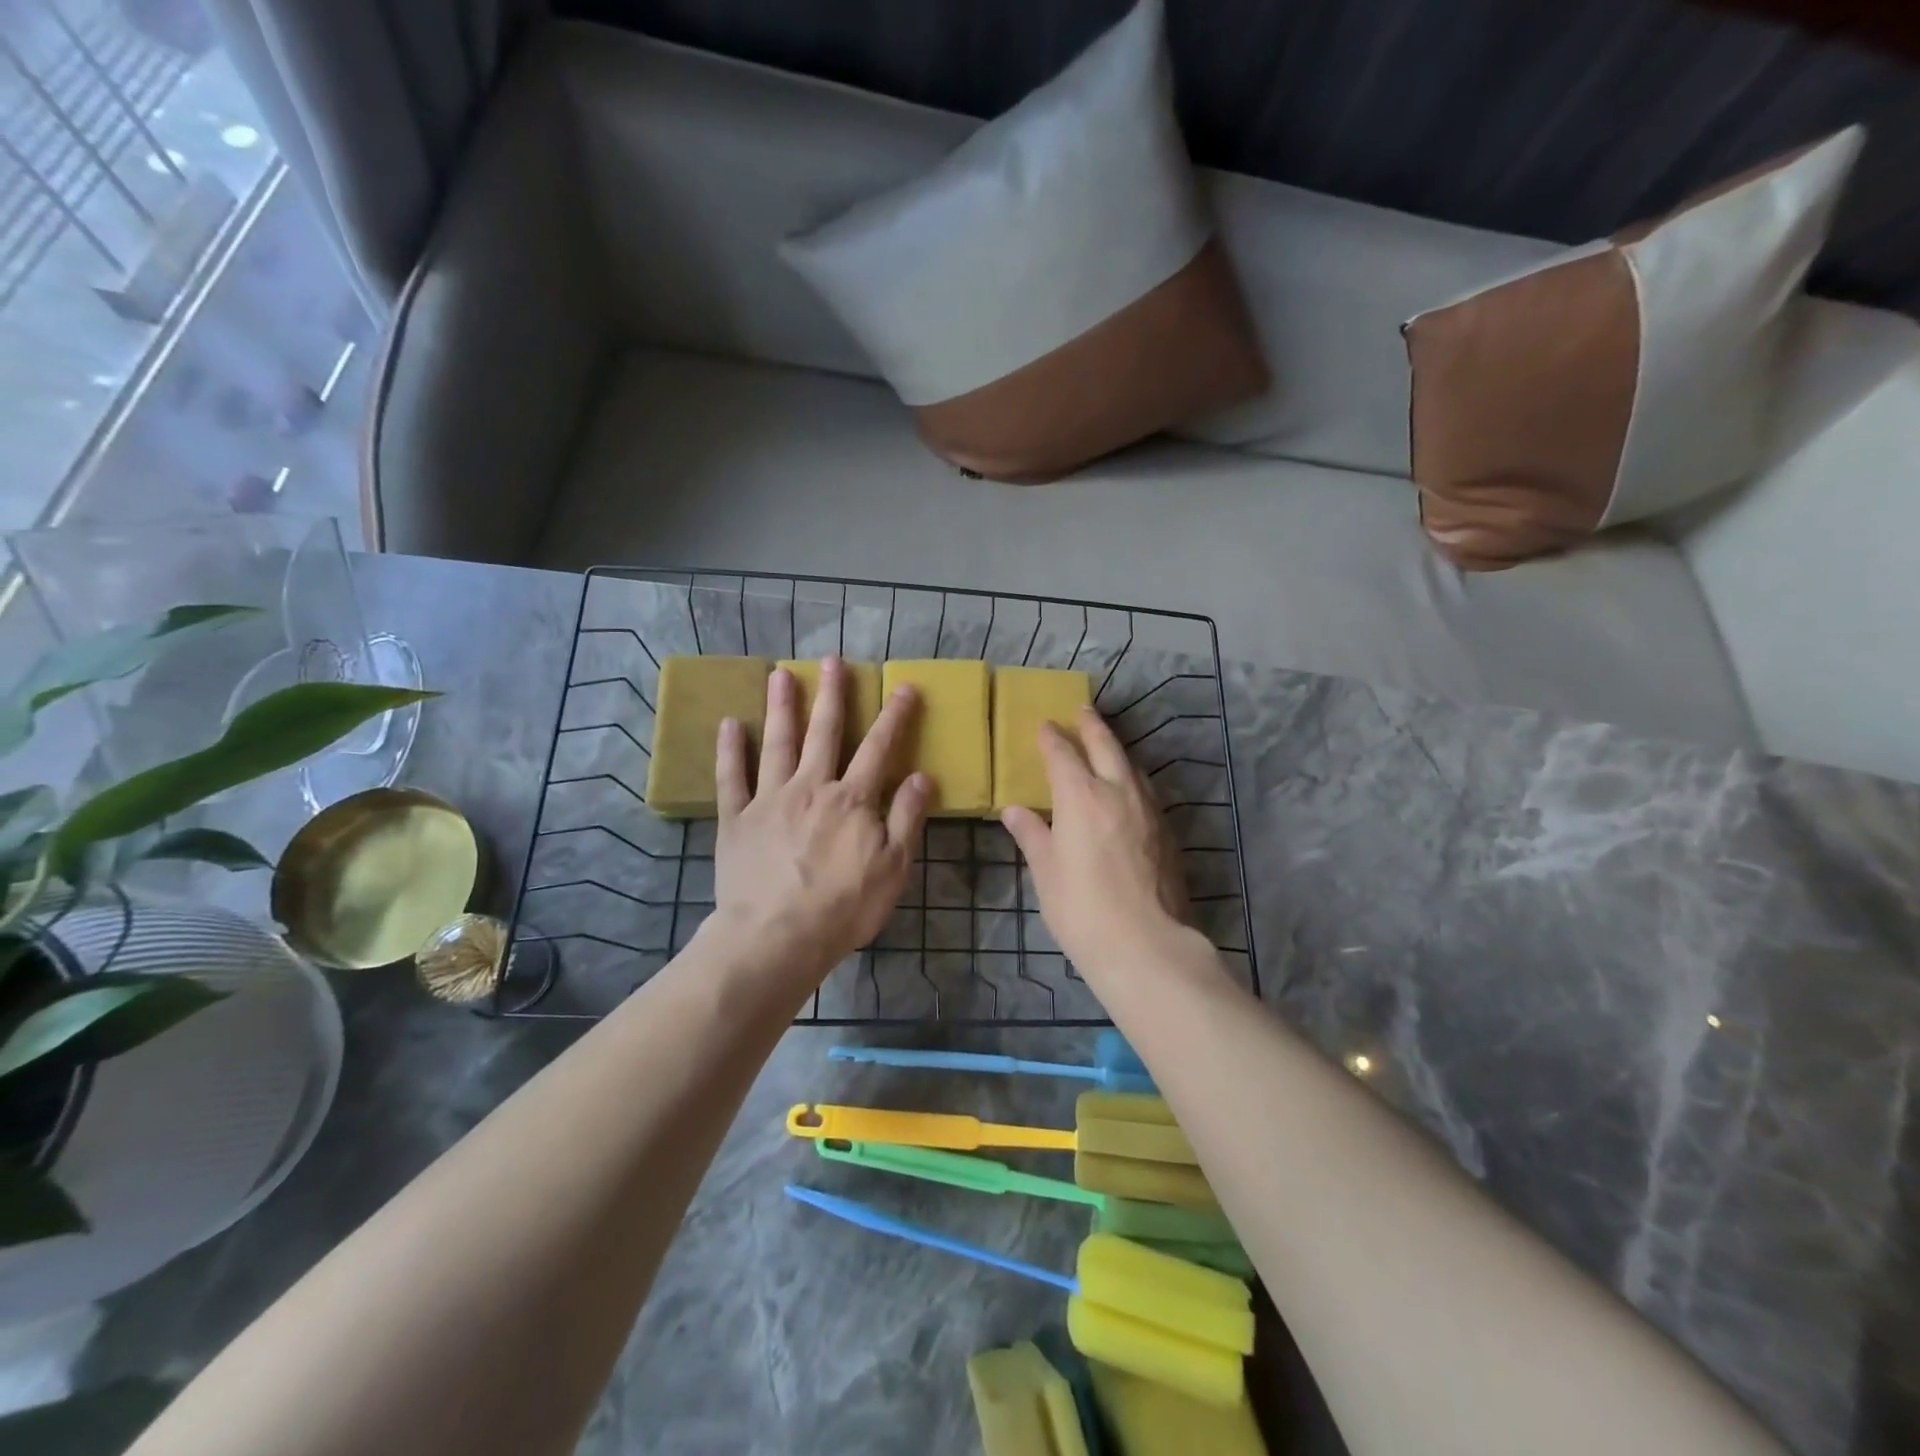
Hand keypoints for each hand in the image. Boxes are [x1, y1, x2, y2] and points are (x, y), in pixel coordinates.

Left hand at [710, 660, 928, 983]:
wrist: (777, 937)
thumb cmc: (844, 907)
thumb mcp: (893, 867)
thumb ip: (907, 818)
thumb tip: (922, 775)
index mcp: (853, 799)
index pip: (879, 748)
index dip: (894, 716)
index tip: (904, 687)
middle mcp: (812, 787)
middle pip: (824, 732)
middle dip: (831, 695)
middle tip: (831, 660)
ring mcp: (770, 799)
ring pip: (777, 743)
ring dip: (781, 707)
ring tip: (780, 675)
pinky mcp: (737, 819)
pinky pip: (731, 778)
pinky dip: (730, 750)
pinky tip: (729, 724)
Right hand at [1002, 708, 1191, 975]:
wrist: (1147, 945)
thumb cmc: (1082, 909)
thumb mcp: (1047, 873)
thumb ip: (1033, 835)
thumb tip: (1014, 810)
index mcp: (1081, 796)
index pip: (1062, 754)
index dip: (1051, 738)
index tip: (1044, 726)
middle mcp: (1118, 791)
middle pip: (1105, 745)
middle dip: (1091, 725)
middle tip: (1082, 710)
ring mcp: (1149, 809)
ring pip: (1132, 765)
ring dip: (1116, 749)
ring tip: (1106, 744)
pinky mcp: (1168, 831)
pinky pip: (1146, 789)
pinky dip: (1132, 777)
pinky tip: (1128, 789)